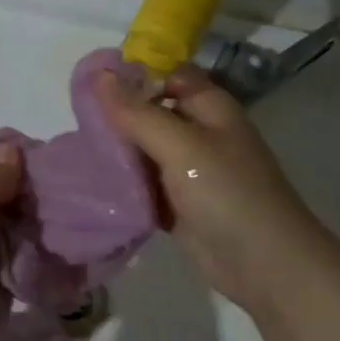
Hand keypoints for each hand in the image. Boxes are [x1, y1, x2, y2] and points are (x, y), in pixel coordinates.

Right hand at [95, 64, 312, 307]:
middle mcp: (200, 134)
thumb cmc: (226, 193)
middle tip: (77, 124)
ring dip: (117, 154)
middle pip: (152, 114)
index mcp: (209, 108)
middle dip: (117, 118)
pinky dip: (124, 186)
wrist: (262, 264)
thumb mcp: (180, 145)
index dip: (134, 76)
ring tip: (78, 154)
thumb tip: (99, 76)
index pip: (168, 76)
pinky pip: (144, 186)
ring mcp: (189, 172)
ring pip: (144, 152)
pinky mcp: (179, 205)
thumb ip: (137, 113)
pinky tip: (94, 186)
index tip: (91, 85)